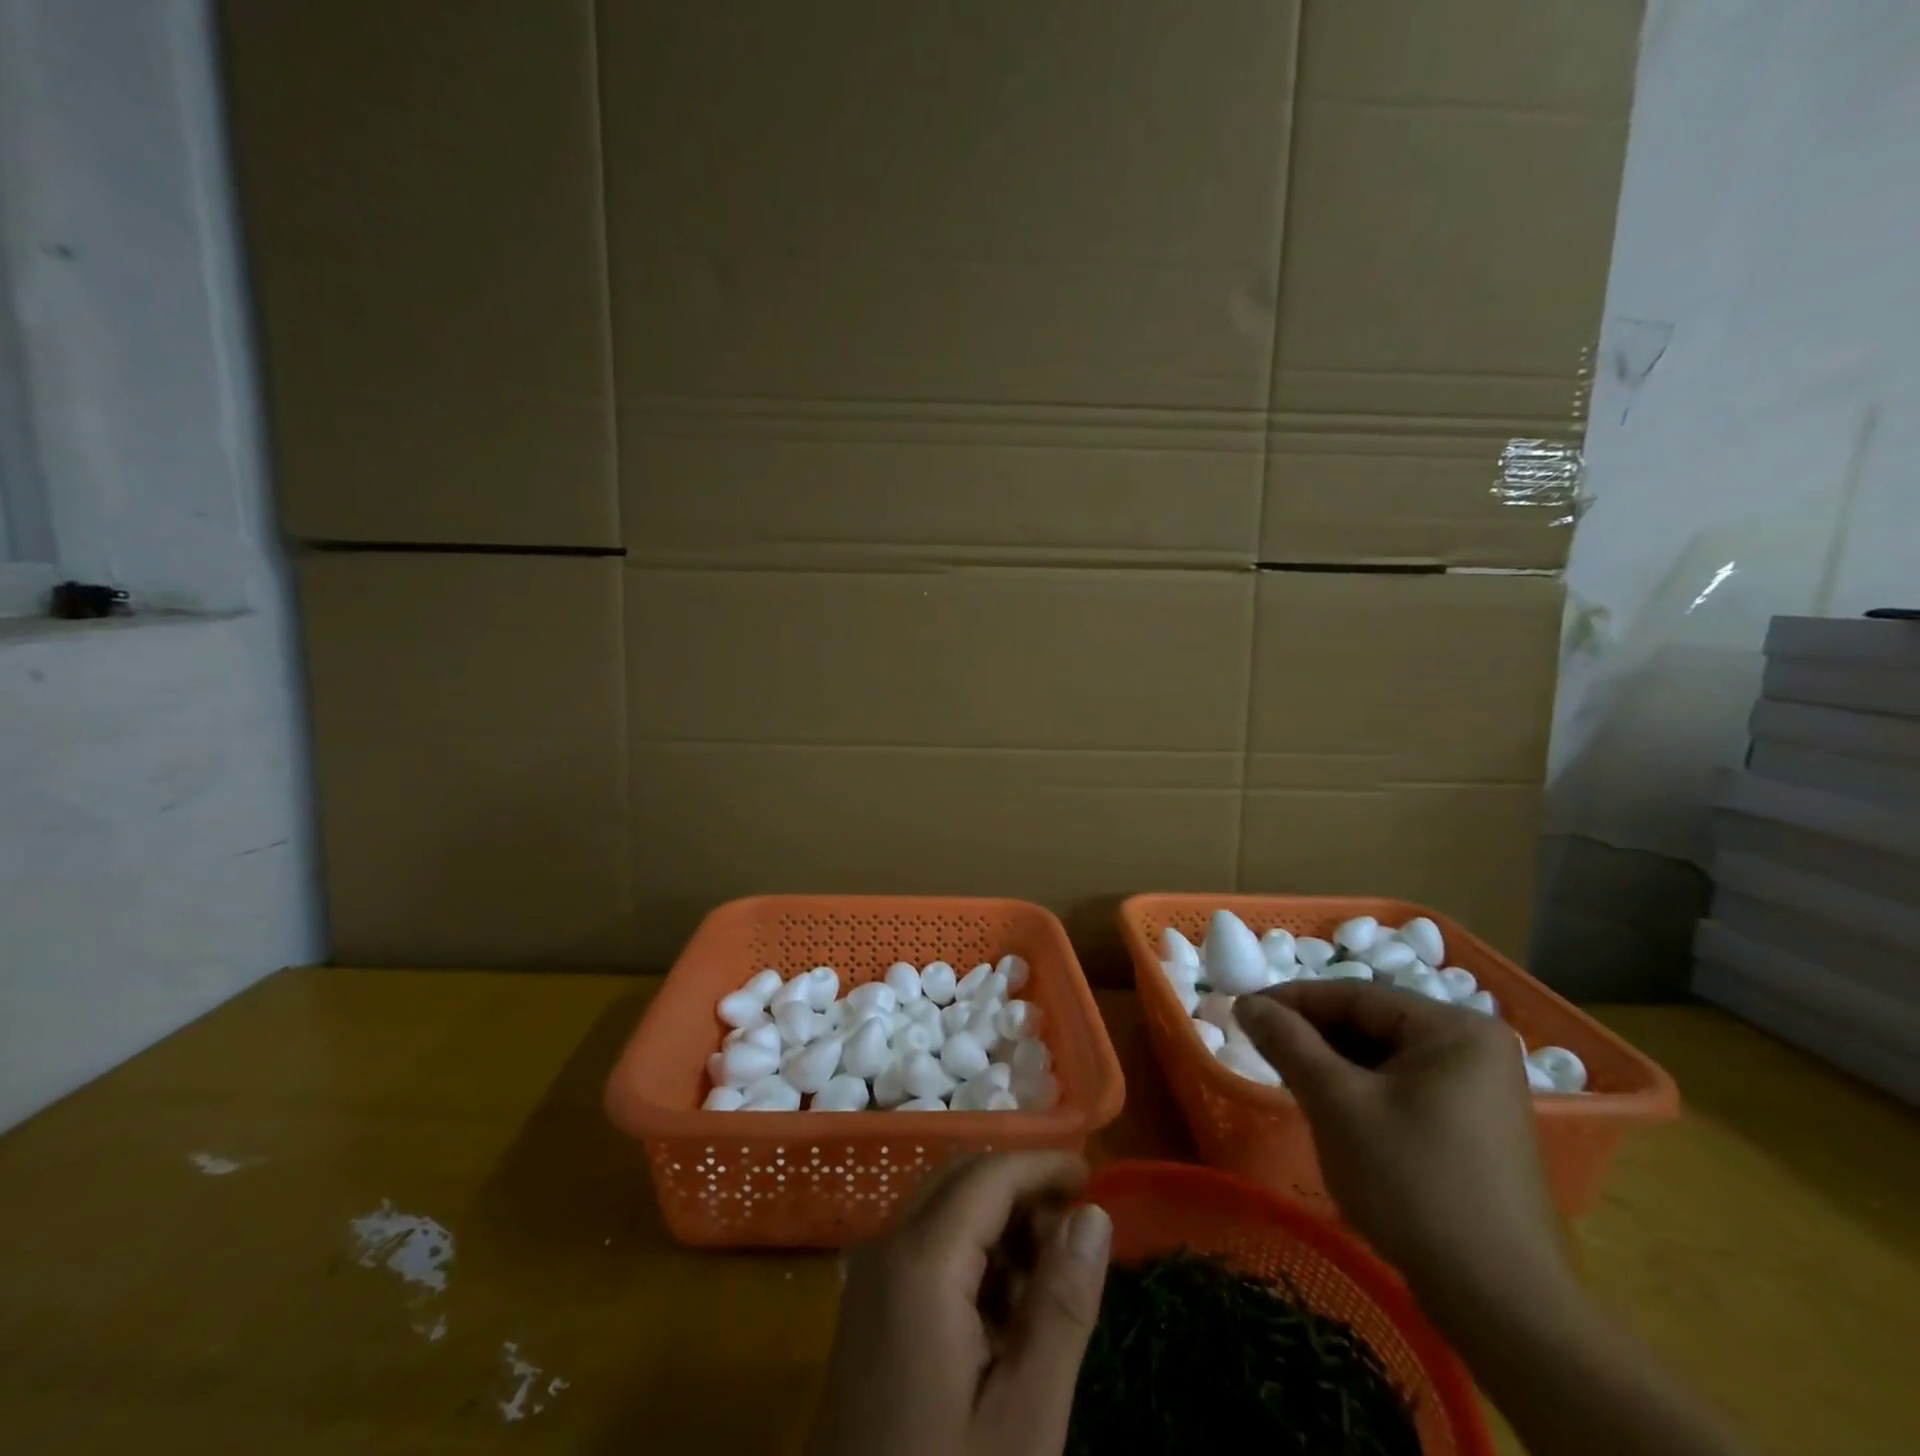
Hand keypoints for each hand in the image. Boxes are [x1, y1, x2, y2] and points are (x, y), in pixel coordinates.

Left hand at [805, 1152, 1112, 1455]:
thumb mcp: (1024, 1418)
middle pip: (961, 1179)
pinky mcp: (866, 1313)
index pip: (989, 1174)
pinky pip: (924, 1248)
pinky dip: (970, 1255)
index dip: (1043, 1165)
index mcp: (919, 1261)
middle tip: (1074, 1236)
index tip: (1094, 1178)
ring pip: (942, 1209)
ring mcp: (869, 1280)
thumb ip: (1062, 1306)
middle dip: (1021, 1190)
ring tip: (1045, 1288)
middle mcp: (885, 1248)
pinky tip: (1001, 1317)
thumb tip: (1093, 1214)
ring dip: (997, 1223)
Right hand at [1235, 981, 1571, 1308]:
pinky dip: (1361, 1091)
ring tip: (1287, 1078)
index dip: (1293, 1000)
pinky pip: (1403, 1087)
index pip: (1356, 994)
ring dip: (1332, 1064)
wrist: (1503, 1306)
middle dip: (1313, 1035)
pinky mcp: (1474, 1128)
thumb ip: (1288, 1043)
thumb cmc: (1414, 1184)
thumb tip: (1245, 1003)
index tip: (1243, 1013)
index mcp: (1455, 1029)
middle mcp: (1475, 1048)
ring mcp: (1480, 1090)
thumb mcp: (1337, 1103)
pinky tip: (1329, 1111)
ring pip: (1384, 1057)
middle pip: (1372, 1023)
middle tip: (1261, 1048)